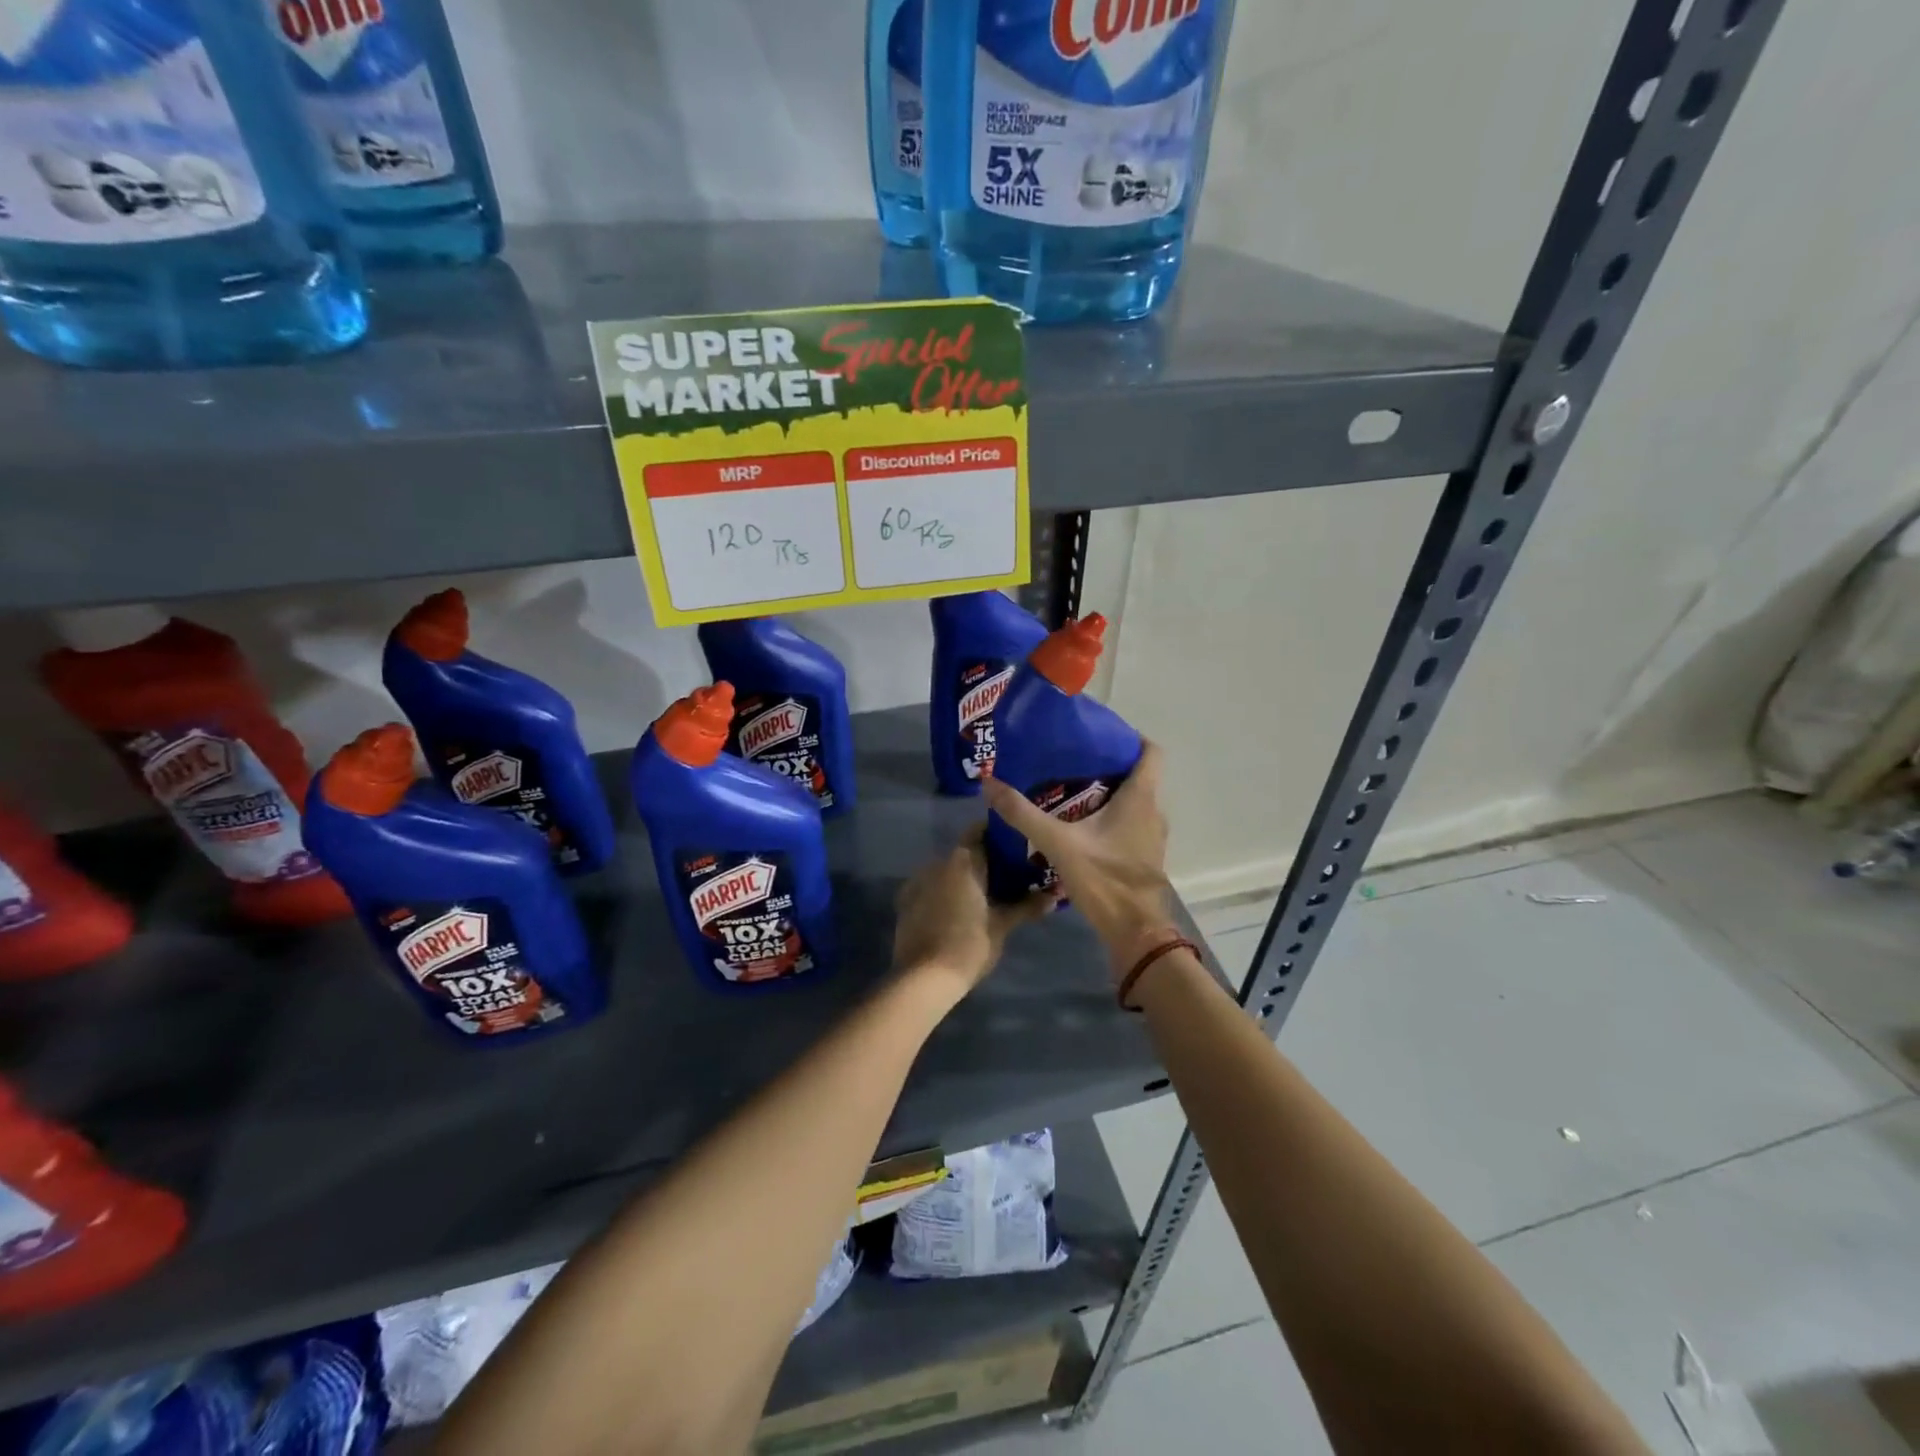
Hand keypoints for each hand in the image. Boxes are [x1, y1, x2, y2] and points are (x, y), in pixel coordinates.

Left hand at [893, 826, 1054, 997]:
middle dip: (984, 860)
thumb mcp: (1002, 926)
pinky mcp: (906, 903)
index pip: (978, 832)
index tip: (1015, 843)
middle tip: (1008, 873)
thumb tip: (1054, 897)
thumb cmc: (969, 945)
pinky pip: (931, 888)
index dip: (996, 834)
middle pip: (963, 853)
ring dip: (964, 878)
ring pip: (946, 871)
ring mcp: (917, 882)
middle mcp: (937, 863)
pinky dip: (946, 892)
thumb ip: (1027, 907)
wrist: (924, 978)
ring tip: (987, 893)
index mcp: (962, 862)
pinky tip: (960, 910)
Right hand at [982, 742, 1175, 977]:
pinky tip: (1079, 825)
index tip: (1097, 733)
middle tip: (1070, 759)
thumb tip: (989, 783)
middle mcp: (1152, 811)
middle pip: (1137, 775)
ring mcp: (1151, 836)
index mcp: (1140, 798)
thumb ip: (1023, 813)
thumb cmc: (1103, 878)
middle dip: (1106, 764)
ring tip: (1070, 788)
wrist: (1134, 931)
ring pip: (1133, 801)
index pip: (1150, 751)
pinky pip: (1130, 823)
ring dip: (1108, 792)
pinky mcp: (1143, 855)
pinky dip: (1110, 816)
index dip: (1128, 737)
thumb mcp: (1057, 842)